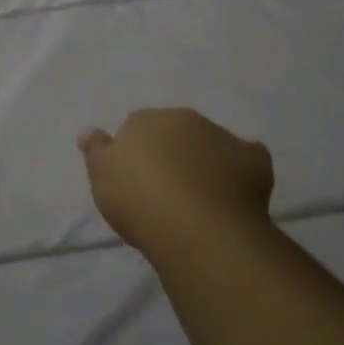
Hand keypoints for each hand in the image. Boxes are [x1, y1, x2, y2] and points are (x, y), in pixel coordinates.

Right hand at [79, 107, 273, 258]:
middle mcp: (186, 119)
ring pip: (212, 145)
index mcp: (147, 119)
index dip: (139, 154)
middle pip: (178, 132)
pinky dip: (243, 173)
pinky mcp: (254, 160)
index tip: (138, 181)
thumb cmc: (139, 199)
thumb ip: (96, 150)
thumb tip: (89, 131)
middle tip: (169, 191)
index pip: (139, 127)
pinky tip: (236, 197)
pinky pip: (247, 161)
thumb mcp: (102, 176)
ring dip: (207, 163)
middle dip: (175, 153)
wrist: (196, 226)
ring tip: (202, 201)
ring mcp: (223, 137)